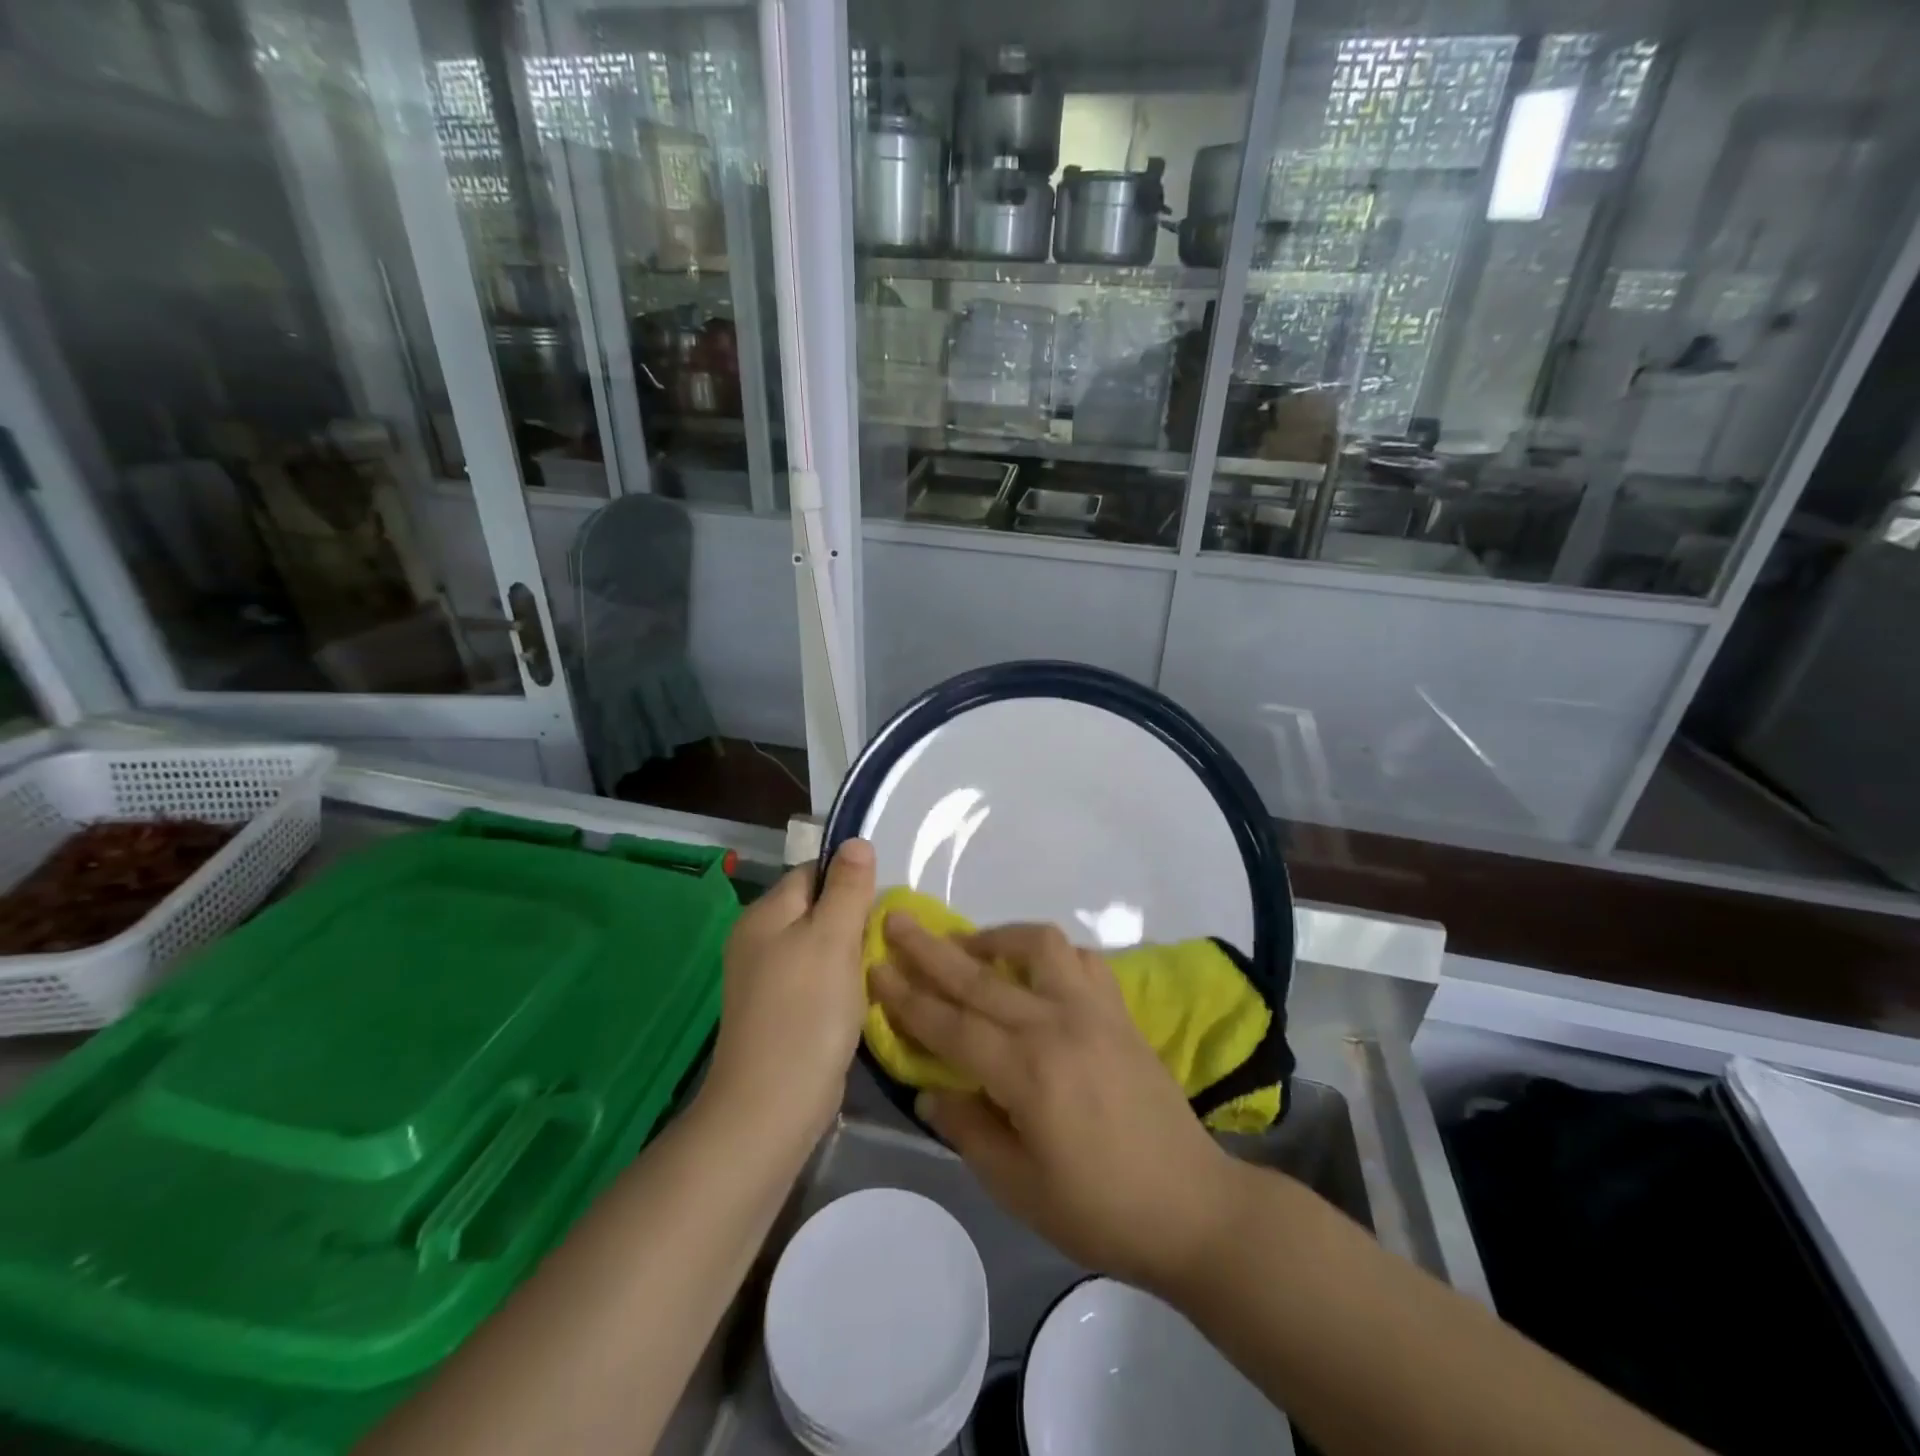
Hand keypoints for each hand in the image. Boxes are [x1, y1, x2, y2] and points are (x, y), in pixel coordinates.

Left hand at [705, 840, 875, 1139]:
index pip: (813, 872)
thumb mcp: (833, 939)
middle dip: (853, 918)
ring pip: (819, 946)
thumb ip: (847, 888)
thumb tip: (856, 841)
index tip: (883, 903)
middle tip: (888, 937)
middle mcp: (758, 939)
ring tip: (880, 967)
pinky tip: (860, 997)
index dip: (850, 880)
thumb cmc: (806, 1012)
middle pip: (816, 908)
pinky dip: (839, 982)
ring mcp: (766, 978)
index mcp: (765, 914)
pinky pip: (815, 978)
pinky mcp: (778, 1011)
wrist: (772, 1105)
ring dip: (850, 953)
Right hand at [871, 919, 1239, 1292]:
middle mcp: (1057, 1024)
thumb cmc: (1099, 1209)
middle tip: (897, 919)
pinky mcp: (1120, 1011)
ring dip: (996, 937)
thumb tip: (931, 1090)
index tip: (875, 965)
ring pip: (1038, 946)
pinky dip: (1051, 954)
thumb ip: (969, 1129)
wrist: (1191, 1206)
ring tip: (969, 945)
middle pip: (981, 976)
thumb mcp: (1018, 1188)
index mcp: (1027, 1072)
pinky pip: (1082, 960)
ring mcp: (1094, 1010)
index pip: (951, 1024)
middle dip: (931, 948)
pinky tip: (1034, 969)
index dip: (907, 997)